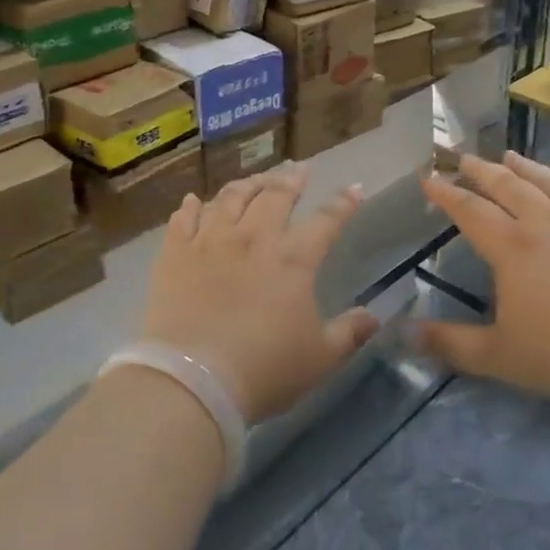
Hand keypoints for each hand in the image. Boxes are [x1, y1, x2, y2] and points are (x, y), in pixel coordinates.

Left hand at [142, 165, 376, 423]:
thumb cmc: (264, 370)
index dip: (343, 203)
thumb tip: (373, 317)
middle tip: (298, 169)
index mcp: (293, 259)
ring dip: (246, 184)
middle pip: (276, 196)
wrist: (193, 380)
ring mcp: (211, 241)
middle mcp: (254, 238)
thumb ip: (348, 333)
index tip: (354, 188)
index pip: (326, 221)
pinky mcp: (175, 254)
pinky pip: (183, 219)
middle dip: (291, 179)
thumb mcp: (319, 359)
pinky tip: (193, 201)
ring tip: (254, 179)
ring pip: (230, 198)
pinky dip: (190, 207)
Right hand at [416, 153, 549, 406]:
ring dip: (525, 167)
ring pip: (548, 183)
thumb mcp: (499, 357)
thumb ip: (451, 344)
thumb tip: (404, 335)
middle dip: (481, 171)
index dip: (445, 194)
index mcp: (511, 249)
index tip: (428, 178)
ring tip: (509, 154)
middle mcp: (545, 224)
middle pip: (507, 187)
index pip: (470, 212)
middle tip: (464, 158)